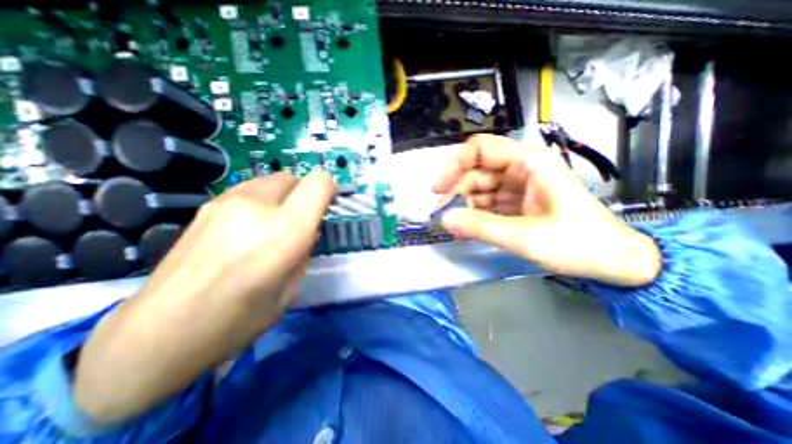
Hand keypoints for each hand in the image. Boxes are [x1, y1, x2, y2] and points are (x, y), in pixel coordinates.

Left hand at [75, 169, 332, 421]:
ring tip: (274, 226)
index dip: (328, 191)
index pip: (318, 184)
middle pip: (294, 178)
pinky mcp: (207, 207)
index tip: (327, 206)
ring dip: (283, 197)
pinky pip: (249, 191)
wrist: (156, 335)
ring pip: (271, 181)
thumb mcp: (290, 290)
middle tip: (302, 221)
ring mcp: (226, 203)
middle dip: (305, 194)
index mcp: (284, 230)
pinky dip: (262, 202)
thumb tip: (306, 234)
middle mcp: (256, 207)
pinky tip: (248, 229)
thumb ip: (304, 254)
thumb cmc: (237, 320)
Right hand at [433, 134, 663, 287]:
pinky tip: (467, 229)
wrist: (614, 261)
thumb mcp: (527, 237)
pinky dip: (475, 214)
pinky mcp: (517, 202)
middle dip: (456, 190)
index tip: (440, 188)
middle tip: (440, 213)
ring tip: (454, 227)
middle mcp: (521, 169)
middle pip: (476, 170)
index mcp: (529, 164)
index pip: (482, 148)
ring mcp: (518, 186)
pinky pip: (487, 202)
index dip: (456, 164)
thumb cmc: (579, 244)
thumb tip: (444, 220)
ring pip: (479, 187)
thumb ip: (483, 227)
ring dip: (464, 205)